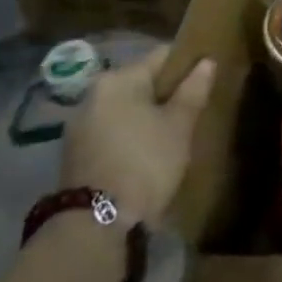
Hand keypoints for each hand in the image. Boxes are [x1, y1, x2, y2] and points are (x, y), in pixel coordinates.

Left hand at [61, 48, 216, 227]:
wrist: (95, 225)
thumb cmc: (145, 162)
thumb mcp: (180, 125)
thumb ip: (194, 90)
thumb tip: (206, 62)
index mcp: (118, 79)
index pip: (162, 56)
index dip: (188, 64)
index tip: (206, 80)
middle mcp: (93, 94)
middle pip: (141, 82)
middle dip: (166, 94)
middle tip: (192, 111)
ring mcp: (79, 126)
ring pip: (125, 109)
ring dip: (147, 116)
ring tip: (172, 135)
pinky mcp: (75, 154)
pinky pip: (111, 131)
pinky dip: (130, 135)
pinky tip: (147, 154)